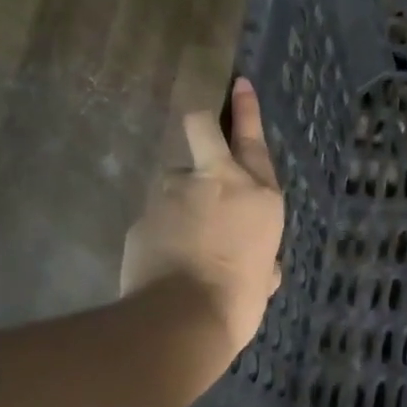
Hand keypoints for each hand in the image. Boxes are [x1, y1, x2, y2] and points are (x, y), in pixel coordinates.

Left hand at [122, 78, 285, 360]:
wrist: (183, 320)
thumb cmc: (240, 299)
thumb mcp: (263, 278)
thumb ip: (262, 263)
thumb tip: (262, 270)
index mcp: (258, 194)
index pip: (251, 139)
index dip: (245, 110)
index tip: (239, 85)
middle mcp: (217, 181)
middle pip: (202, 128)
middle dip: (202, 124)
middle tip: (200, 134)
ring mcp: (174, 194)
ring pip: (173, 181)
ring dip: (179, 200)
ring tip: (180, 240)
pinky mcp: (143, 215)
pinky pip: (155, 216)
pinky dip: (160, 232)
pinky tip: (162, 260)